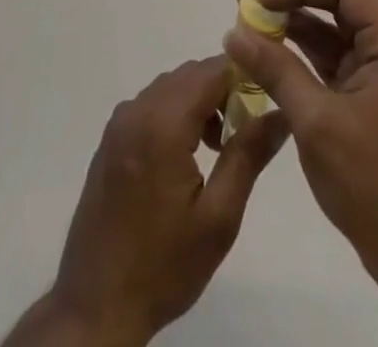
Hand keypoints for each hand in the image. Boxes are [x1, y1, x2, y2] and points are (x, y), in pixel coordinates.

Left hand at [7, 56, 289, 346]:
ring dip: (198, 101)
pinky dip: (174, 112)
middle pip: (190, 75)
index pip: (211, 70)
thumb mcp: (218, 218)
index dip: (242, 76)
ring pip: (170, 87)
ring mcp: (119, 124)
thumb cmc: (163, 266)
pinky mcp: (110, 140)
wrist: (96, 308)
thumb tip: (281, 113)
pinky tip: (184, 156)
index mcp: (163, 124)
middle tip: (241, 131)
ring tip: (217, 148)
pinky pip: (150, 104)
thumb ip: (249, 155)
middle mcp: (137, 110)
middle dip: (221, 90)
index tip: (263, 100)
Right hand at [222, 0, 377, 292]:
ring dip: (291, 19)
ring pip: (331, 26)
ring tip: (246, 13)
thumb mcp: (317, 122)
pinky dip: (299, 50)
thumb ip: (276, 70)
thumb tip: (234, 33)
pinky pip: (330, 56)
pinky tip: (266, 48)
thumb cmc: (373, 183)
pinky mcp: (368, 92)